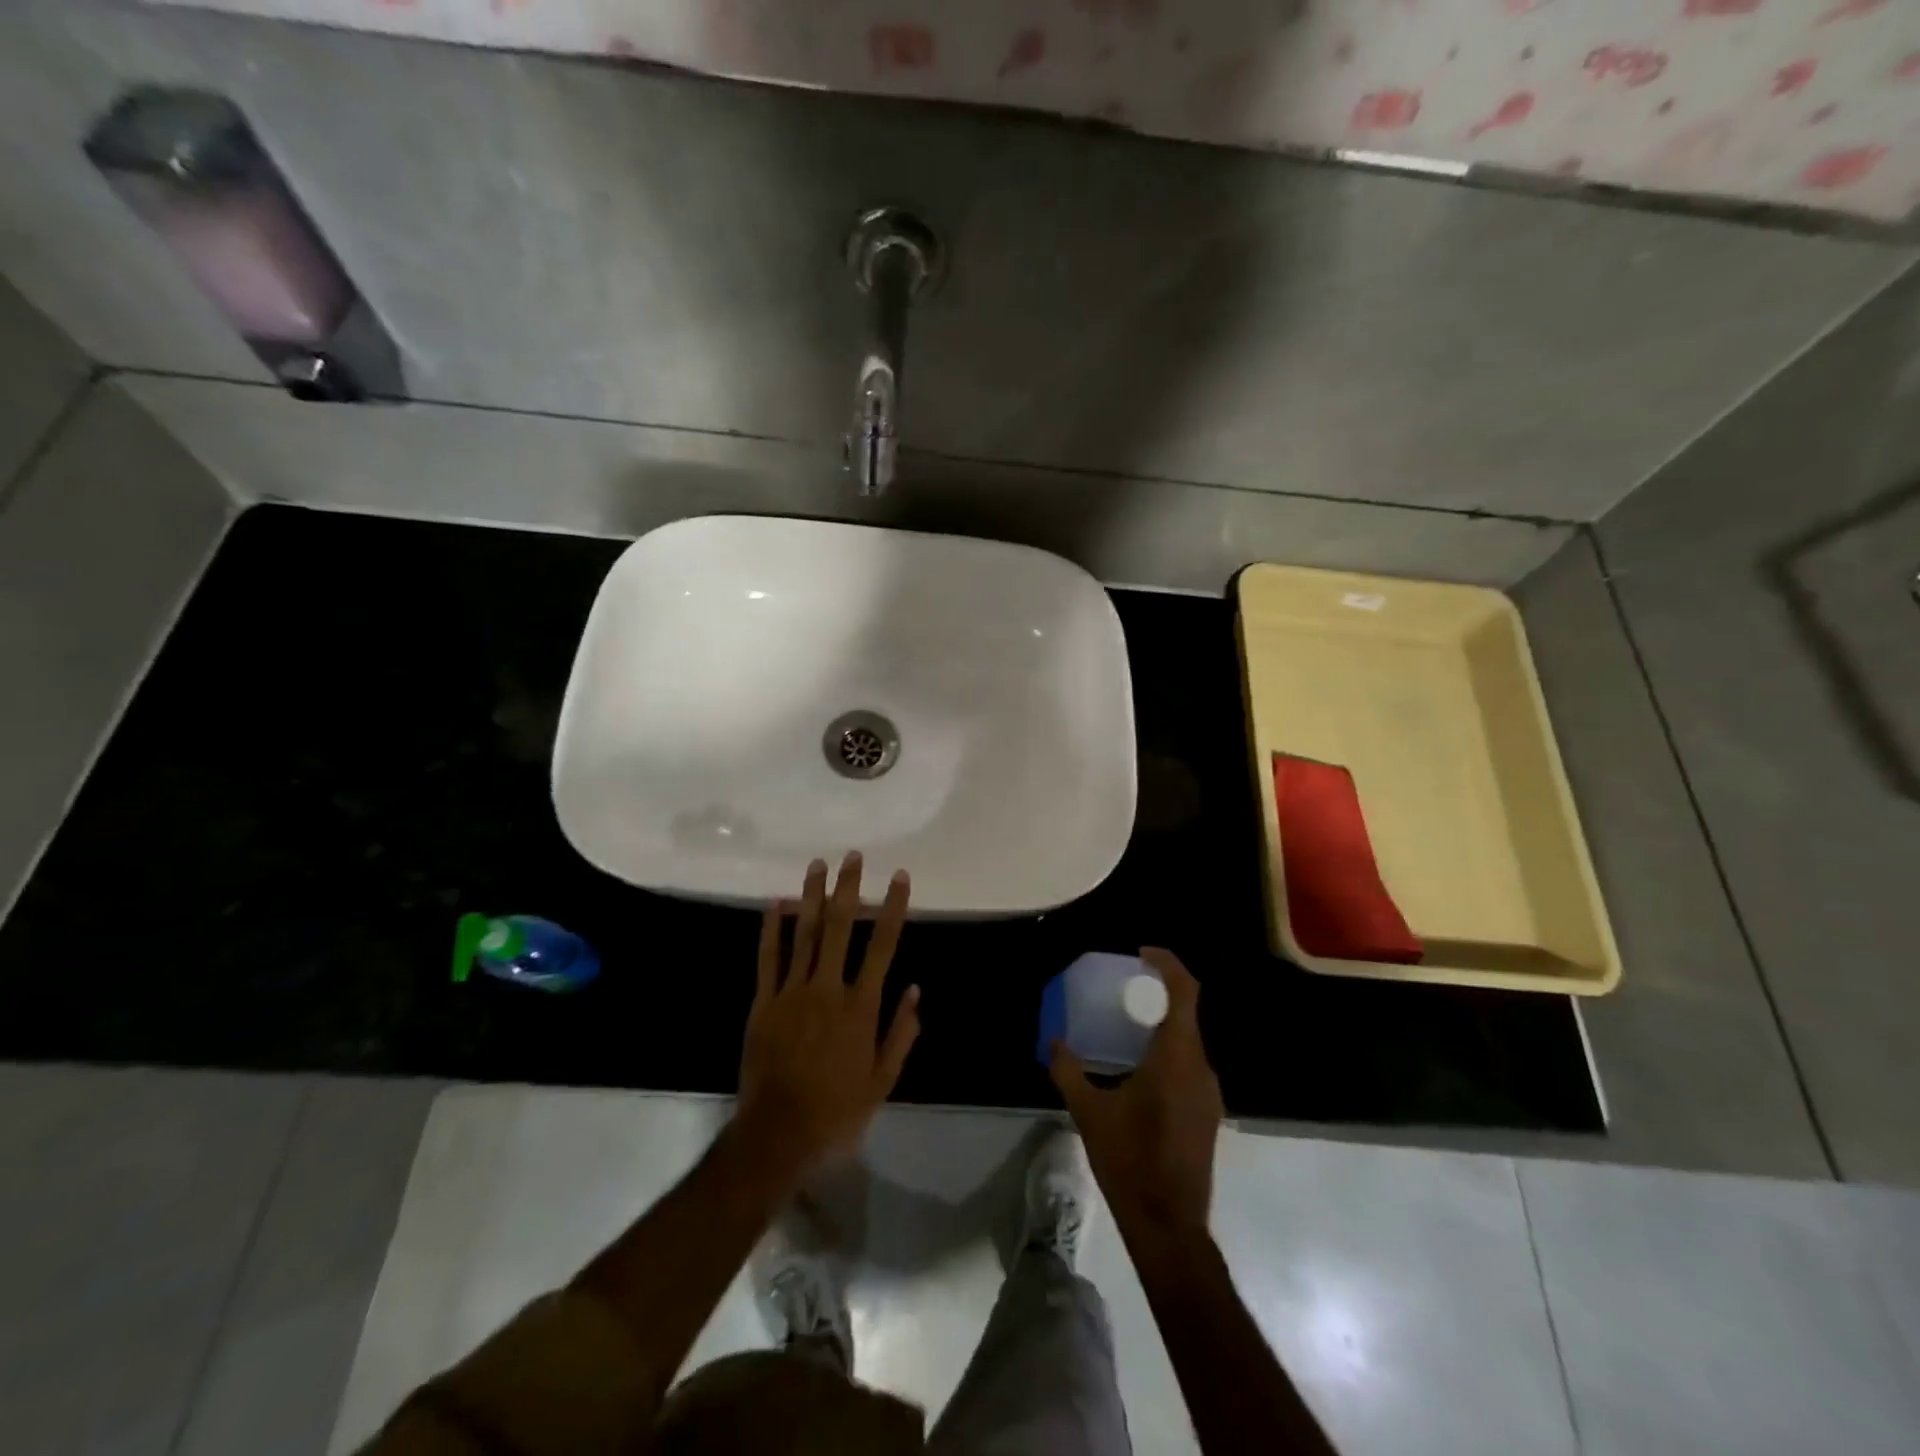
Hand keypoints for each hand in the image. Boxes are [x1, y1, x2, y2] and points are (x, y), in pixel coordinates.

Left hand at [735, 853, 919, 1182]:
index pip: (882, 946)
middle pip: (839, 928)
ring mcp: (792, 992)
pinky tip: (774, 903)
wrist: (777, 1134)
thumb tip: (914, 990)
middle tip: (852, 856)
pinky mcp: (764, 1003)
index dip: (892, 908)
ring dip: (811, 896)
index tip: (899, 877)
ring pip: (803, 934)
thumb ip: (900, 1034)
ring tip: (817, 864)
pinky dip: (771, 929)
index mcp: (860, 1007)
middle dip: (847, 888)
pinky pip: (768, 959)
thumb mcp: (882, 1082)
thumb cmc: (837, 1111)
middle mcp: (827, 989)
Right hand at [1051, 947, 1222, 1240]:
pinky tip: (1139, 1066)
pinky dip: (1168, 1049)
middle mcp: (1201, 1068)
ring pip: (1190, 1040)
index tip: (1141, 954)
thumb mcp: (1090, 1113)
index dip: (1168, 965)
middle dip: (1159, 992)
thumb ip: (1068, 1071)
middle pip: (1187, 1012)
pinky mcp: (1207, 1113)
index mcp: (1177, 1058)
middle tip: (1125, 987)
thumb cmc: (1130, 1162)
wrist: (1170, 1226)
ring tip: (1127, 1022)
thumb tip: (1052, 1042)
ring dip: (1163, 1023)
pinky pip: (1190, 1064)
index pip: (1185, 993)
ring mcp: (1209, 1093)